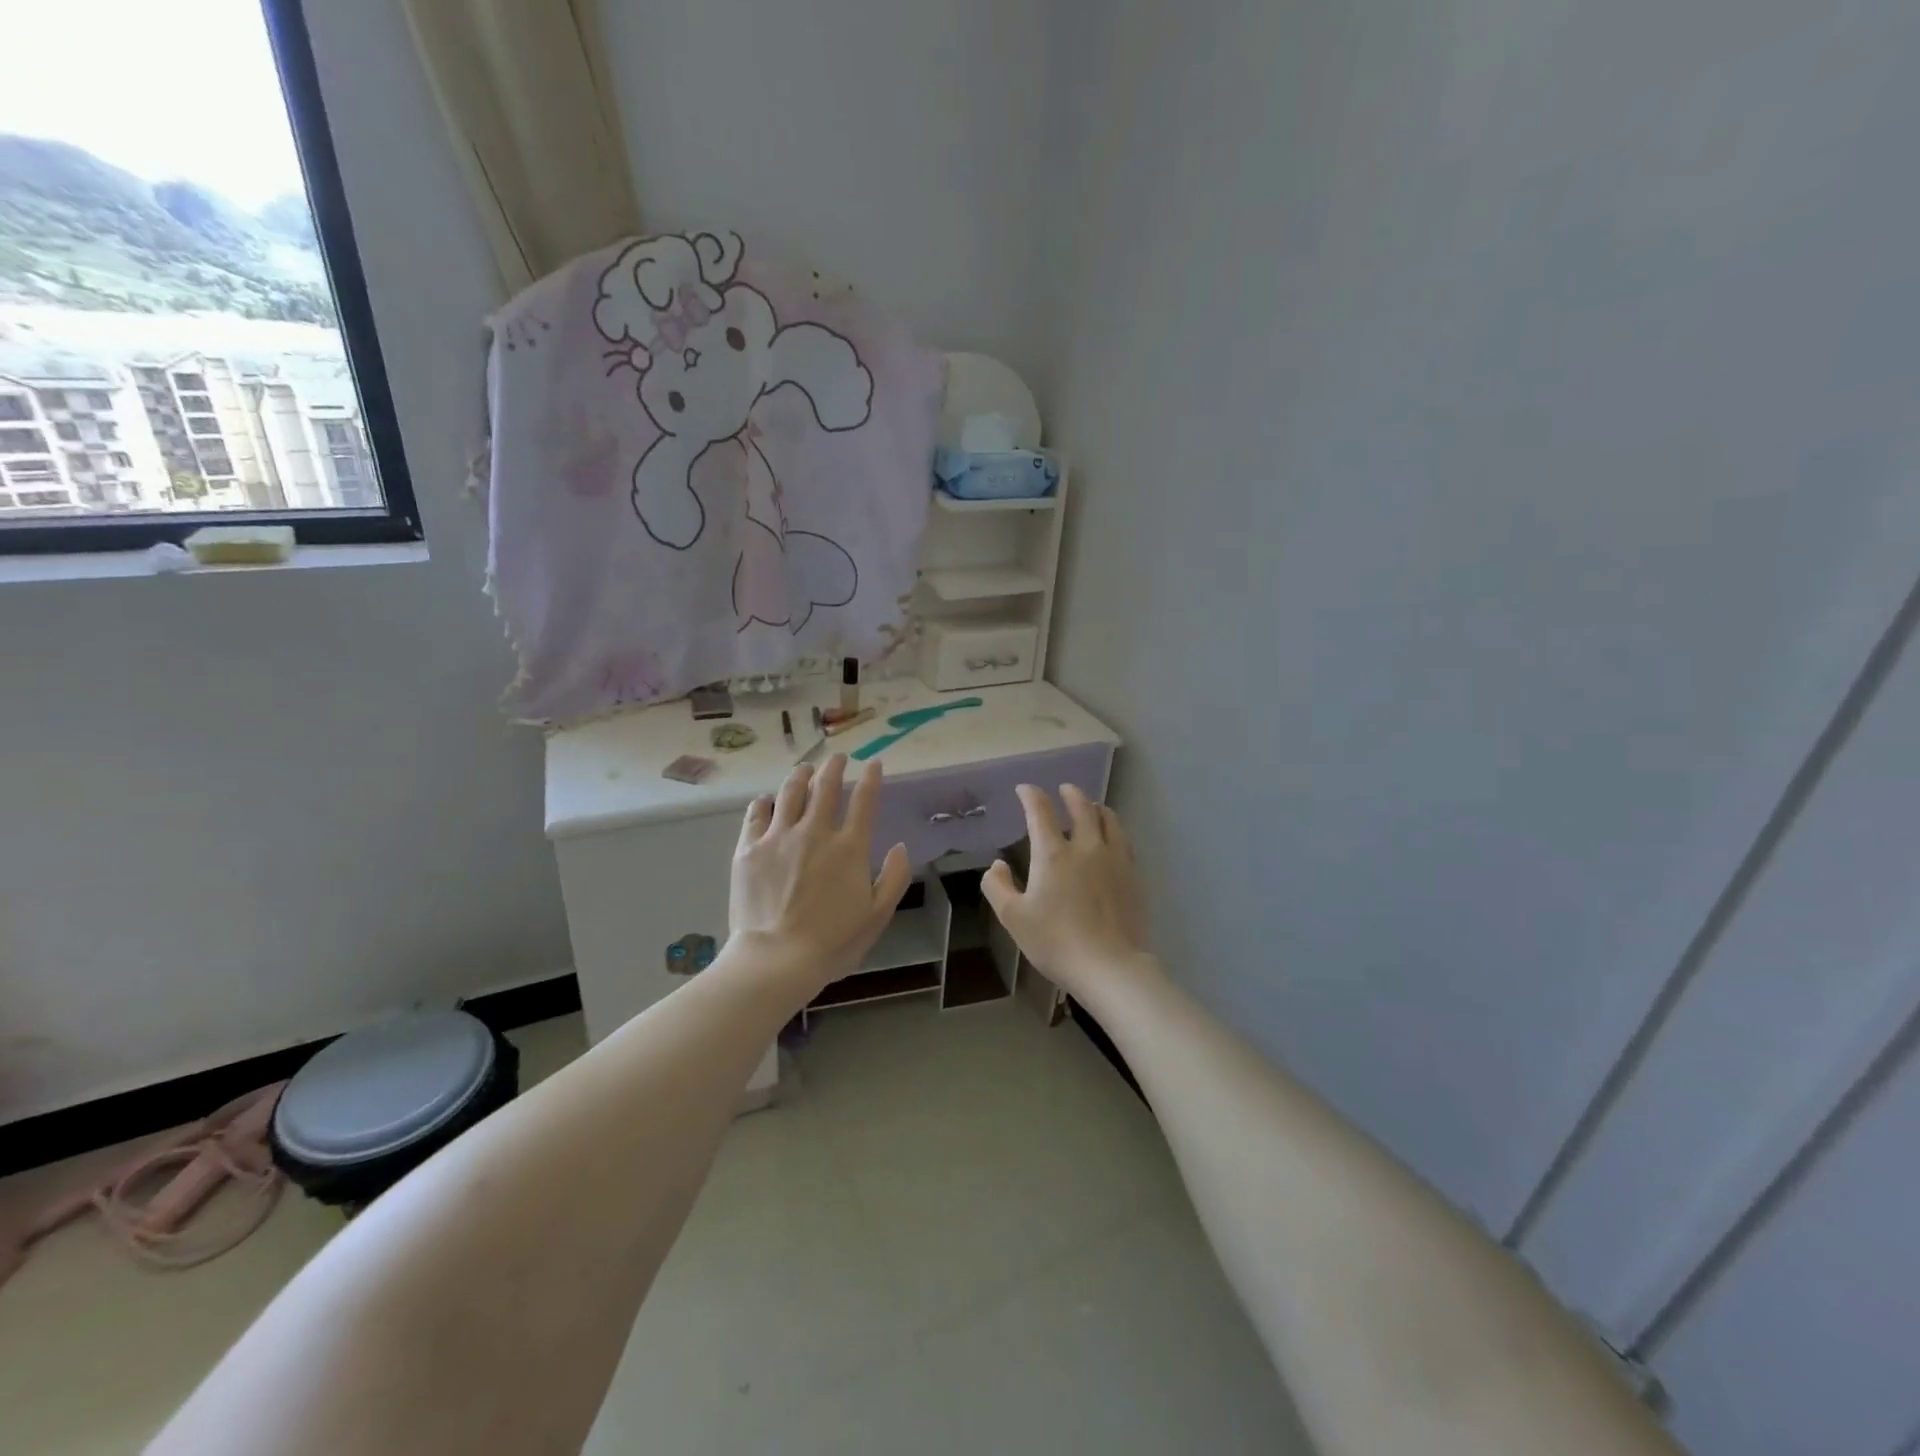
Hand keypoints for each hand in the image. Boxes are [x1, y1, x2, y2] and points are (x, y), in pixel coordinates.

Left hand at [729, 754, 911, 992]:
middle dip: (834, 766)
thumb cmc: (832, 942)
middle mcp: (815, 831)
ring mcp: (779, 837)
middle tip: (837, 758)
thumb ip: (894, 878)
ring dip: (801, 775)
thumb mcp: (877, 916)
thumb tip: (899, 847)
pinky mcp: (749, 848)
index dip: (871, 778)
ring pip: (790, 791)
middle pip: (825, 786)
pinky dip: (765, 801)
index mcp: (849, 847)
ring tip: (805, 768)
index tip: (873, 764)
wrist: (776, 959)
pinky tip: (768, 800)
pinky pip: (756, 813)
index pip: (864, 801)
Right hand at [982, 784, 1154, 1001]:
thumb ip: (998, 887)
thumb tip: (997, 865)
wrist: (1109, 966)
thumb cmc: (1055, 942)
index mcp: (1053, 854)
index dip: (1031, 795)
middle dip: (1071, 794)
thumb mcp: (1013, 918)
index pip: (1041, 811)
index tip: (1024, 789)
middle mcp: (1086, 847)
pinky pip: (1124, 841)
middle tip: (1064, 789)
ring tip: (1092, 807)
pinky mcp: (1133, 875)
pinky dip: (1114, 829)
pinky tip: (1112, 838)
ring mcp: (1114, 859)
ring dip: (1096, 808)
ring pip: (1109, 820)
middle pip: (1082, 808)